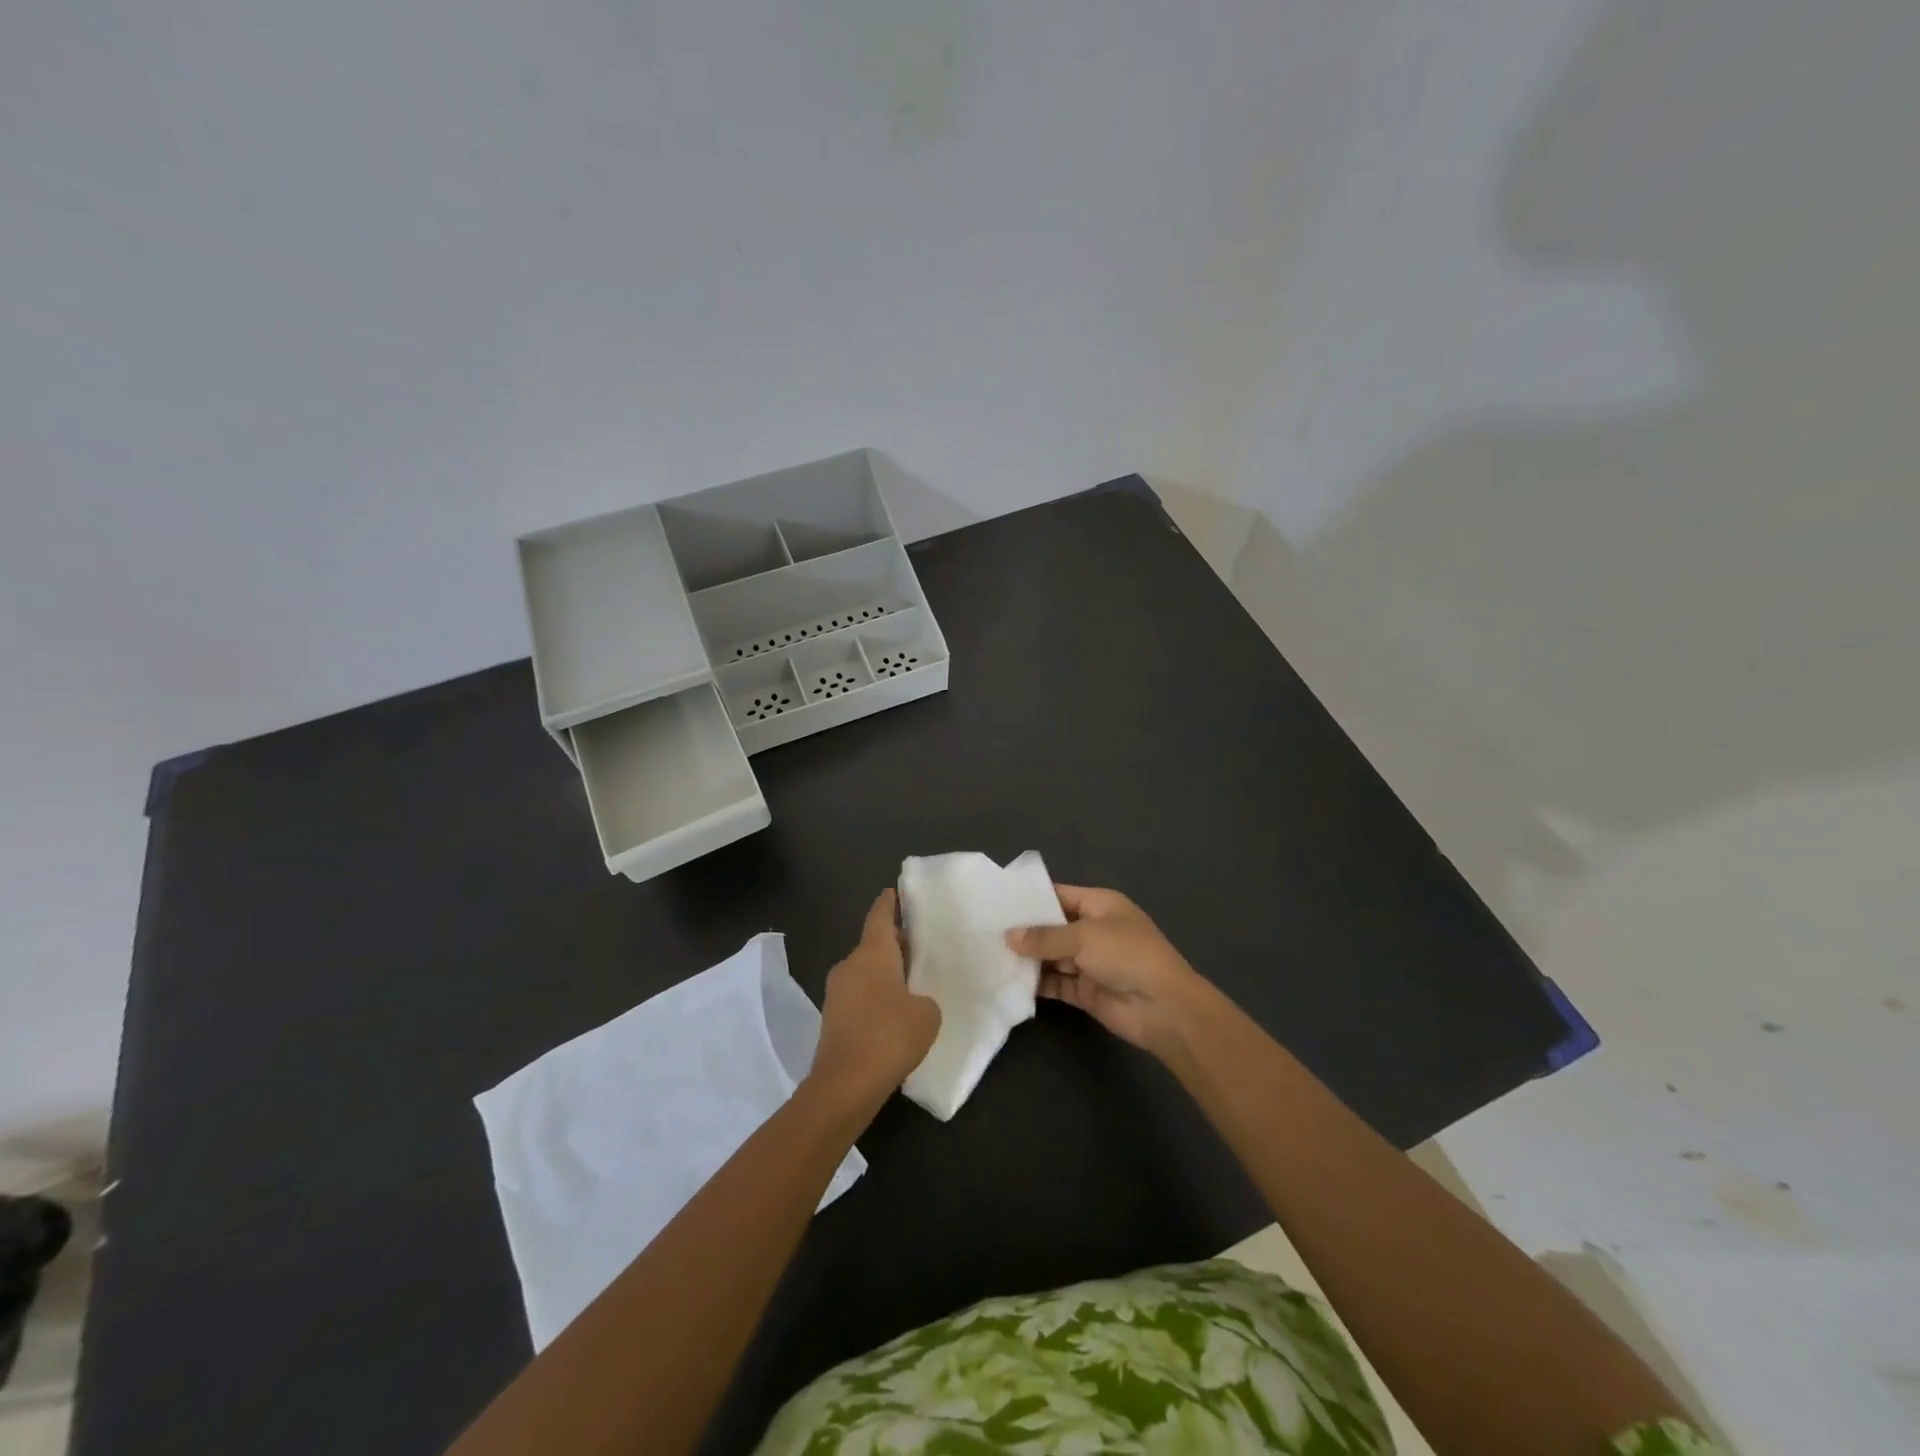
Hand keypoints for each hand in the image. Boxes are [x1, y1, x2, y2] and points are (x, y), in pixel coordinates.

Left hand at [809, 890, 940, 1103]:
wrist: (845, 1085)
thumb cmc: (890, 1036)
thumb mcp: (927, 1014)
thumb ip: (924, 999)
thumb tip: (913, 1001)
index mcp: (872, 952)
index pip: (880, 915)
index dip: (891, 902)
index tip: (897, 891)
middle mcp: (850, 965)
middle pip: (873, 944)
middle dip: (894, 943)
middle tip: (921, 946)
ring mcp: (836, 992)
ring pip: (865, 971)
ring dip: (885, 973)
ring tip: (913, 983)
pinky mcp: (832, 1019)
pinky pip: (859, 996)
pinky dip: (875, 997)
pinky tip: (895, 1014)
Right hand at [1006, 885, 1205, 1058]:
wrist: (1163, 1007)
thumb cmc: (1126, 955)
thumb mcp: (1084, 937)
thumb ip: (1044, 937)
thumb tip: (1009, 937)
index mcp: (1100, 905)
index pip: (1058, 895)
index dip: (1030, 898)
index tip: (997, 902)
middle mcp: (1094, 930)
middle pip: (1052, 926)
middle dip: (1024, 931)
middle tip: (984, 931)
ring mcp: (1090, 961)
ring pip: (1052, 956)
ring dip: (1027, 958)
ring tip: (989, 956)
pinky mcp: (1085, 990)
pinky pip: (1056, 982)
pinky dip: (1036, 983)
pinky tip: (1008, 982)